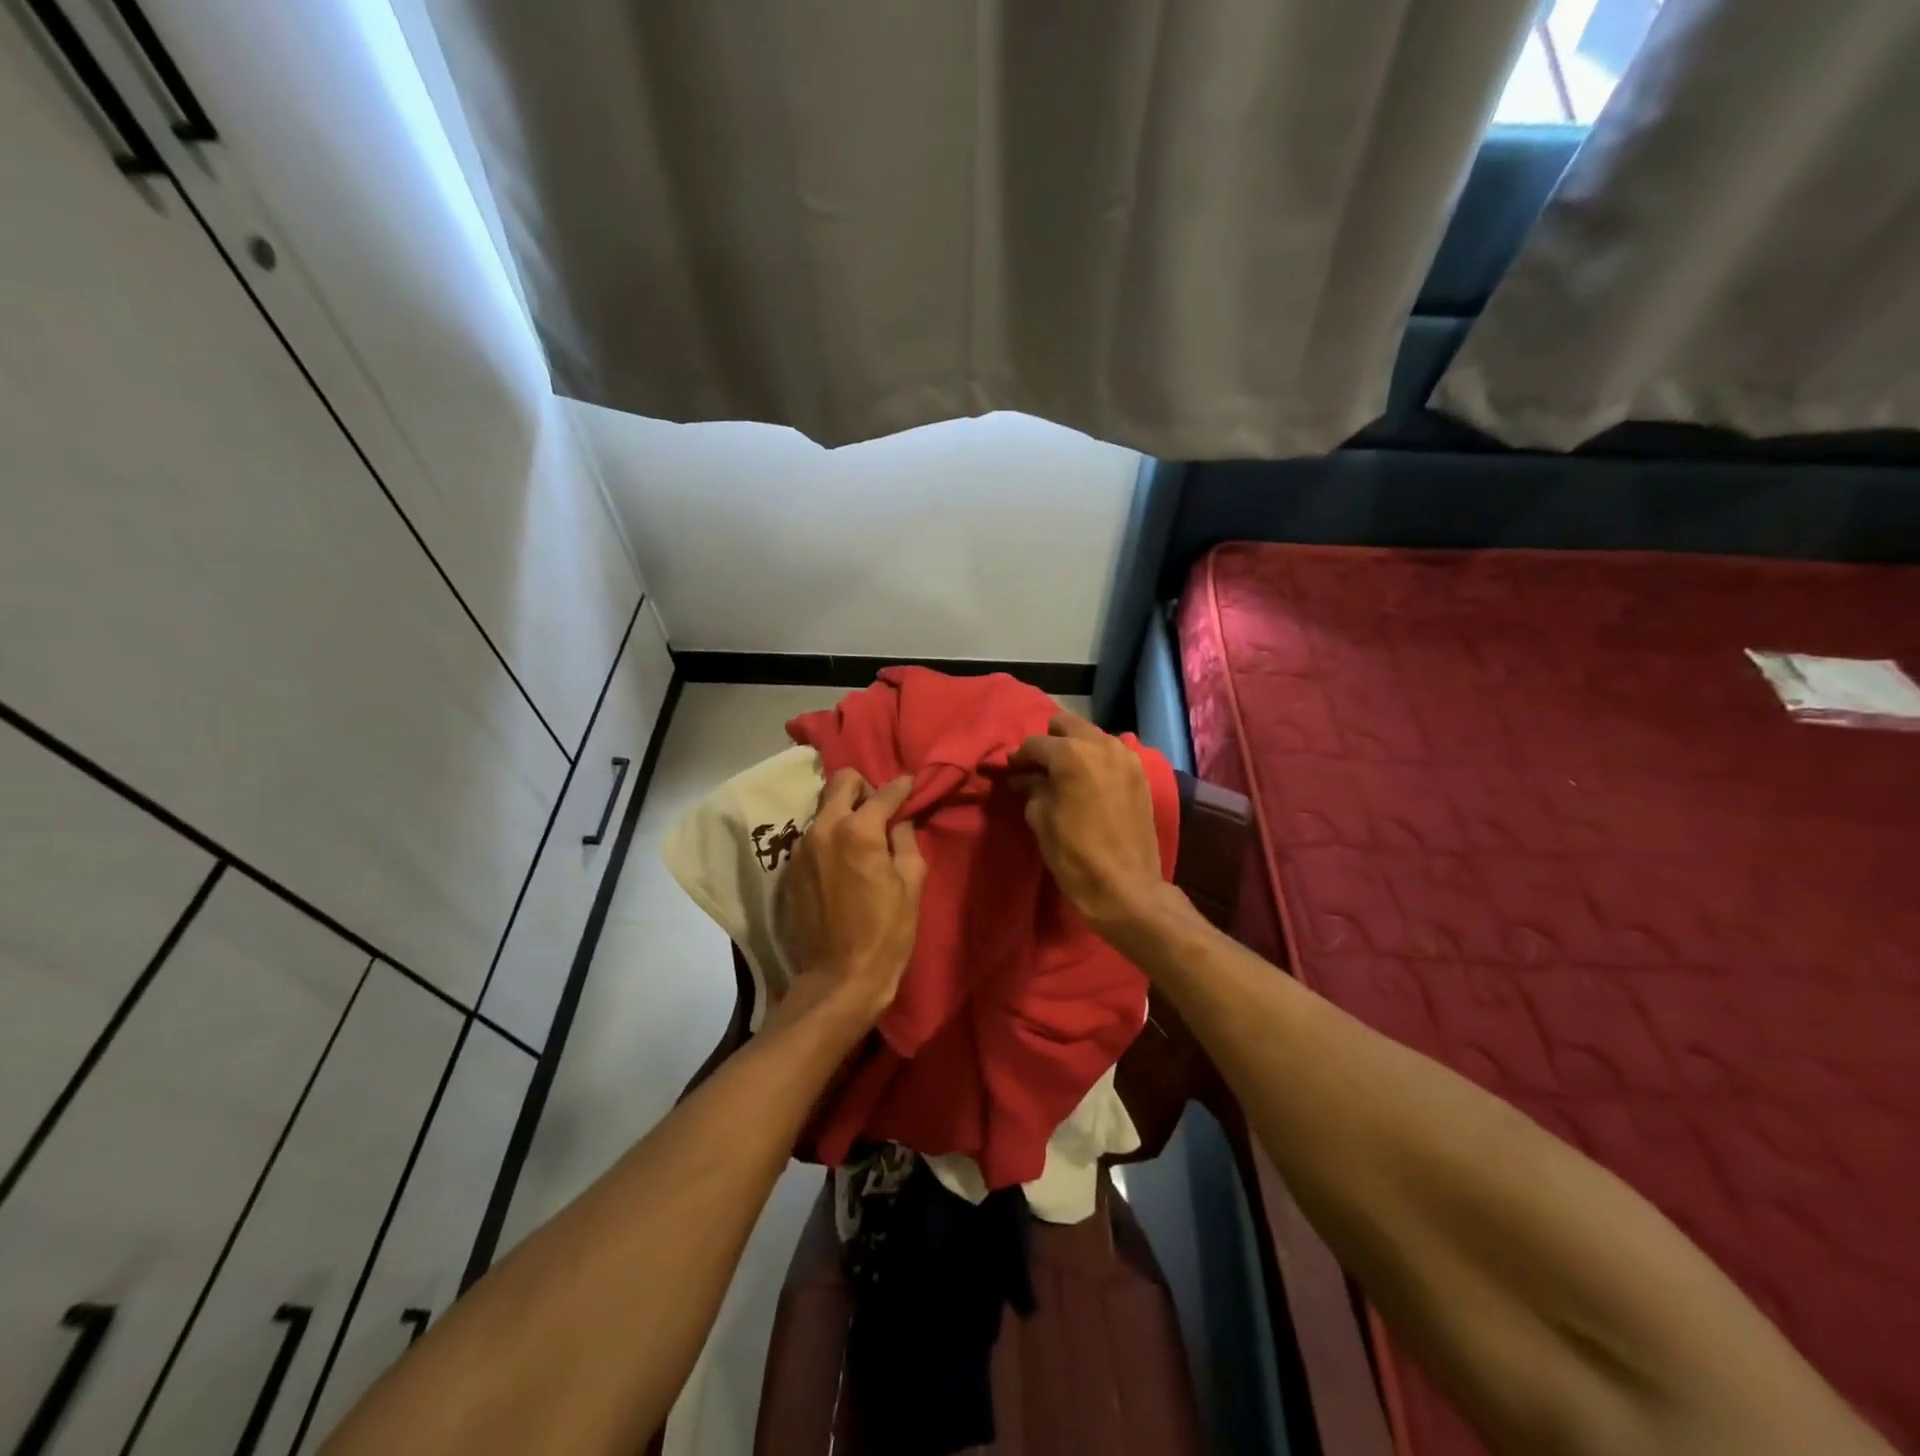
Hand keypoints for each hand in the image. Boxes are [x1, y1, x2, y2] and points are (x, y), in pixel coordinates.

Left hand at [778, 770, 925, 1027]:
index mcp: (858, 831)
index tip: (909, 785)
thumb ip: (906, 842)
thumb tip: (900, 822)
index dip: (901, 787)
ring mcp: (801, 849)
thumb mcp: (911, 885)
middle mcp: (823, 829)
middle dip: (864, 787)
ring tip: (861, 836)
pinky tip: (842, 860)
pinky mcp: (790, 869)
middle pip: (841, 783)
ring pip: (823, 808)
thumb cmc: (885, 933)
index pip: (883, 793)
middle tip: (881, 809)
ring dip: (844, 813)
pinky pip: (812, 837)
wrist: (839, 978)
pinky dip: (829, 837)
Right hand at [1009, 712, 1167, 936]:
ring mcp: (1126, 757)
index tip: (1010, 770)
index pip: (1035, 743)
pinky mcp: (1140, 774)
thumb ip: (1031, 788)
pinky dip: (1097, 760)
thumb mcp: (1040, 819)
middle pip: (1066, 724)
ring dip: (1075, 748)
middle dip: (1049, 741)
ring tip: (1064, 775)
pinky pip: (1112, 753)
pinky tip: (1089, 783)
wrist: (1125, 885)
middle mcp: (1101, 744)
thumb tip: (1023, 777)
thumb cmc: (1074, 853)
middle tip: (1038, 767)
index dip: (1018, 757)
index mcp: (1071, 753)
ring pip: (1092, 736)